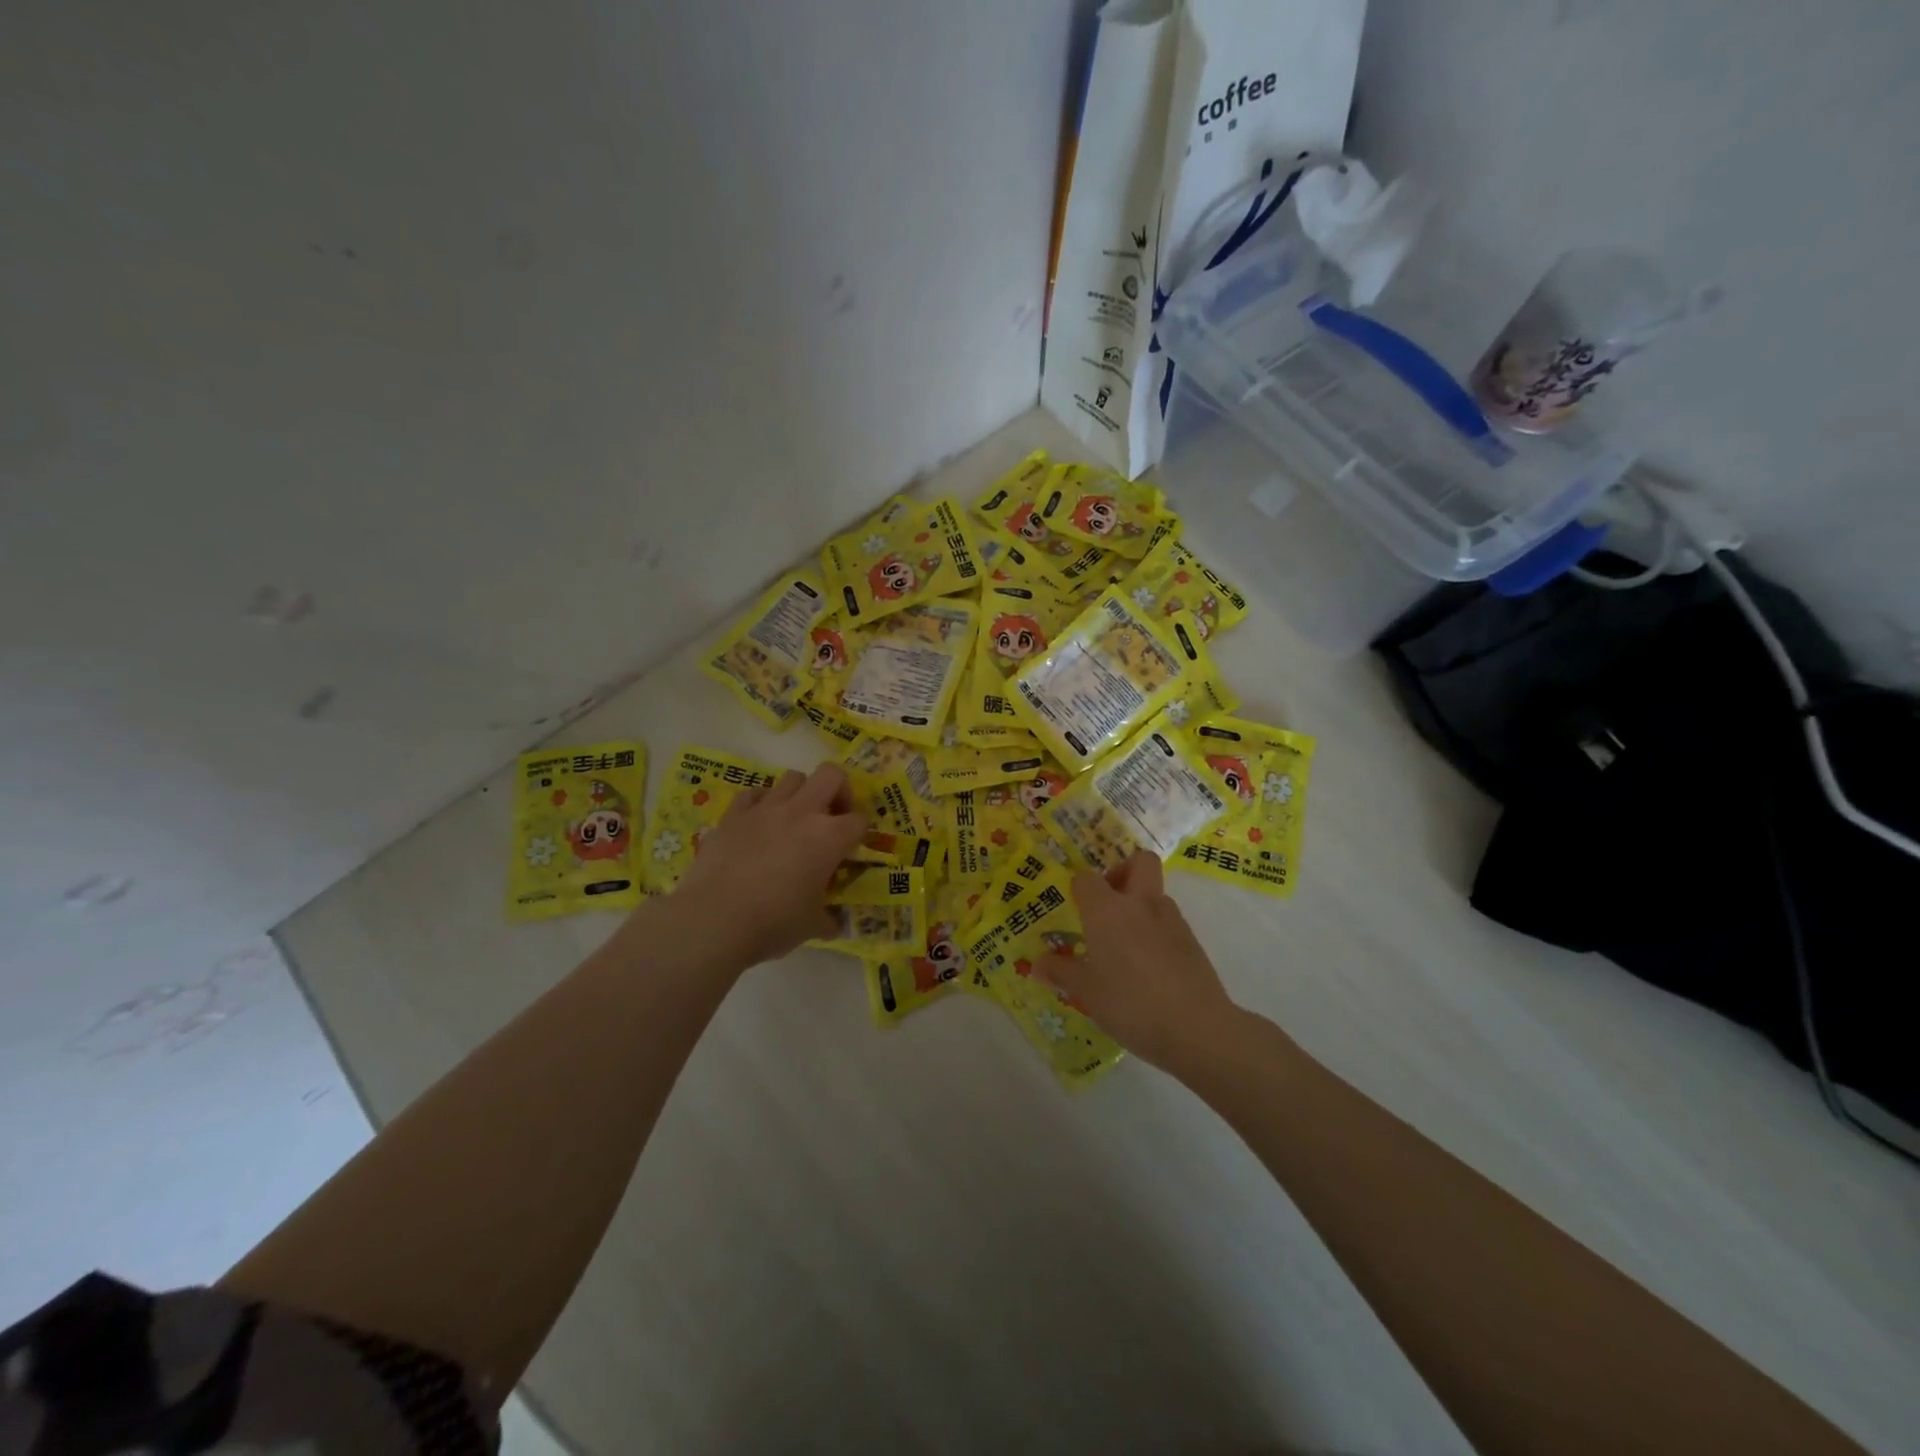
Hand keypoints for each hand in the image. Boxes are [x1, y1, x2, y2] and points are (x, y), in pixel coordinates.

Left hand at [669, 763, 867, 969]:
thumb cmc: (773, 923)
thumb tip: (835, 924)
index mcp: (829, 838)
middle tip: (832, 816)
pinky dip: (762, 802)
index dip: (860, 832)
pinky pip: (754, 793)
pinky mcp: (733, 814)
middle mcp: (802, 813)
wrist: (713, 920)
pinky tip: (759, 823)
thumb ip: (828, 919)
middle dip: (838, 790)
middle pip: (831, 775)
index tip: (852, 847)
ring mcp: (765, 809)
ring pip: (793, 777)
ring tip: (794, 819)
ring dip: (801, 794)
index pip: (859, 820)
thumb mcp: (812, 926)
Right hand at [1037, 852, 1243, 1072]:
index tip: (1074, 909)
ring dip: (1140, 905)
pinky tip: (1148, 966)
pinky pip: (1169, 921)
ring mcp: (1171, 920)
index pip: (1087, 879)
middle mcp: (1140, 904)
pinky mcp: (1192, 940)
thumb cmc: (1130, 1004)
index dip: (1078, 889)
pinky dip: (1156, 931)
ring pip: (1155, 893)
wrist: (1197, 1028)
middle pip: (1139, 861)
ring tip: (1125, 944)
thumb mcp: (1087, 993)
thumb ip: (1062, 973)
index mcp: (1107, 911)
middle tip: (1107, 904)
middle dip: (1122, 871)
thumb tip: (1038, 964)